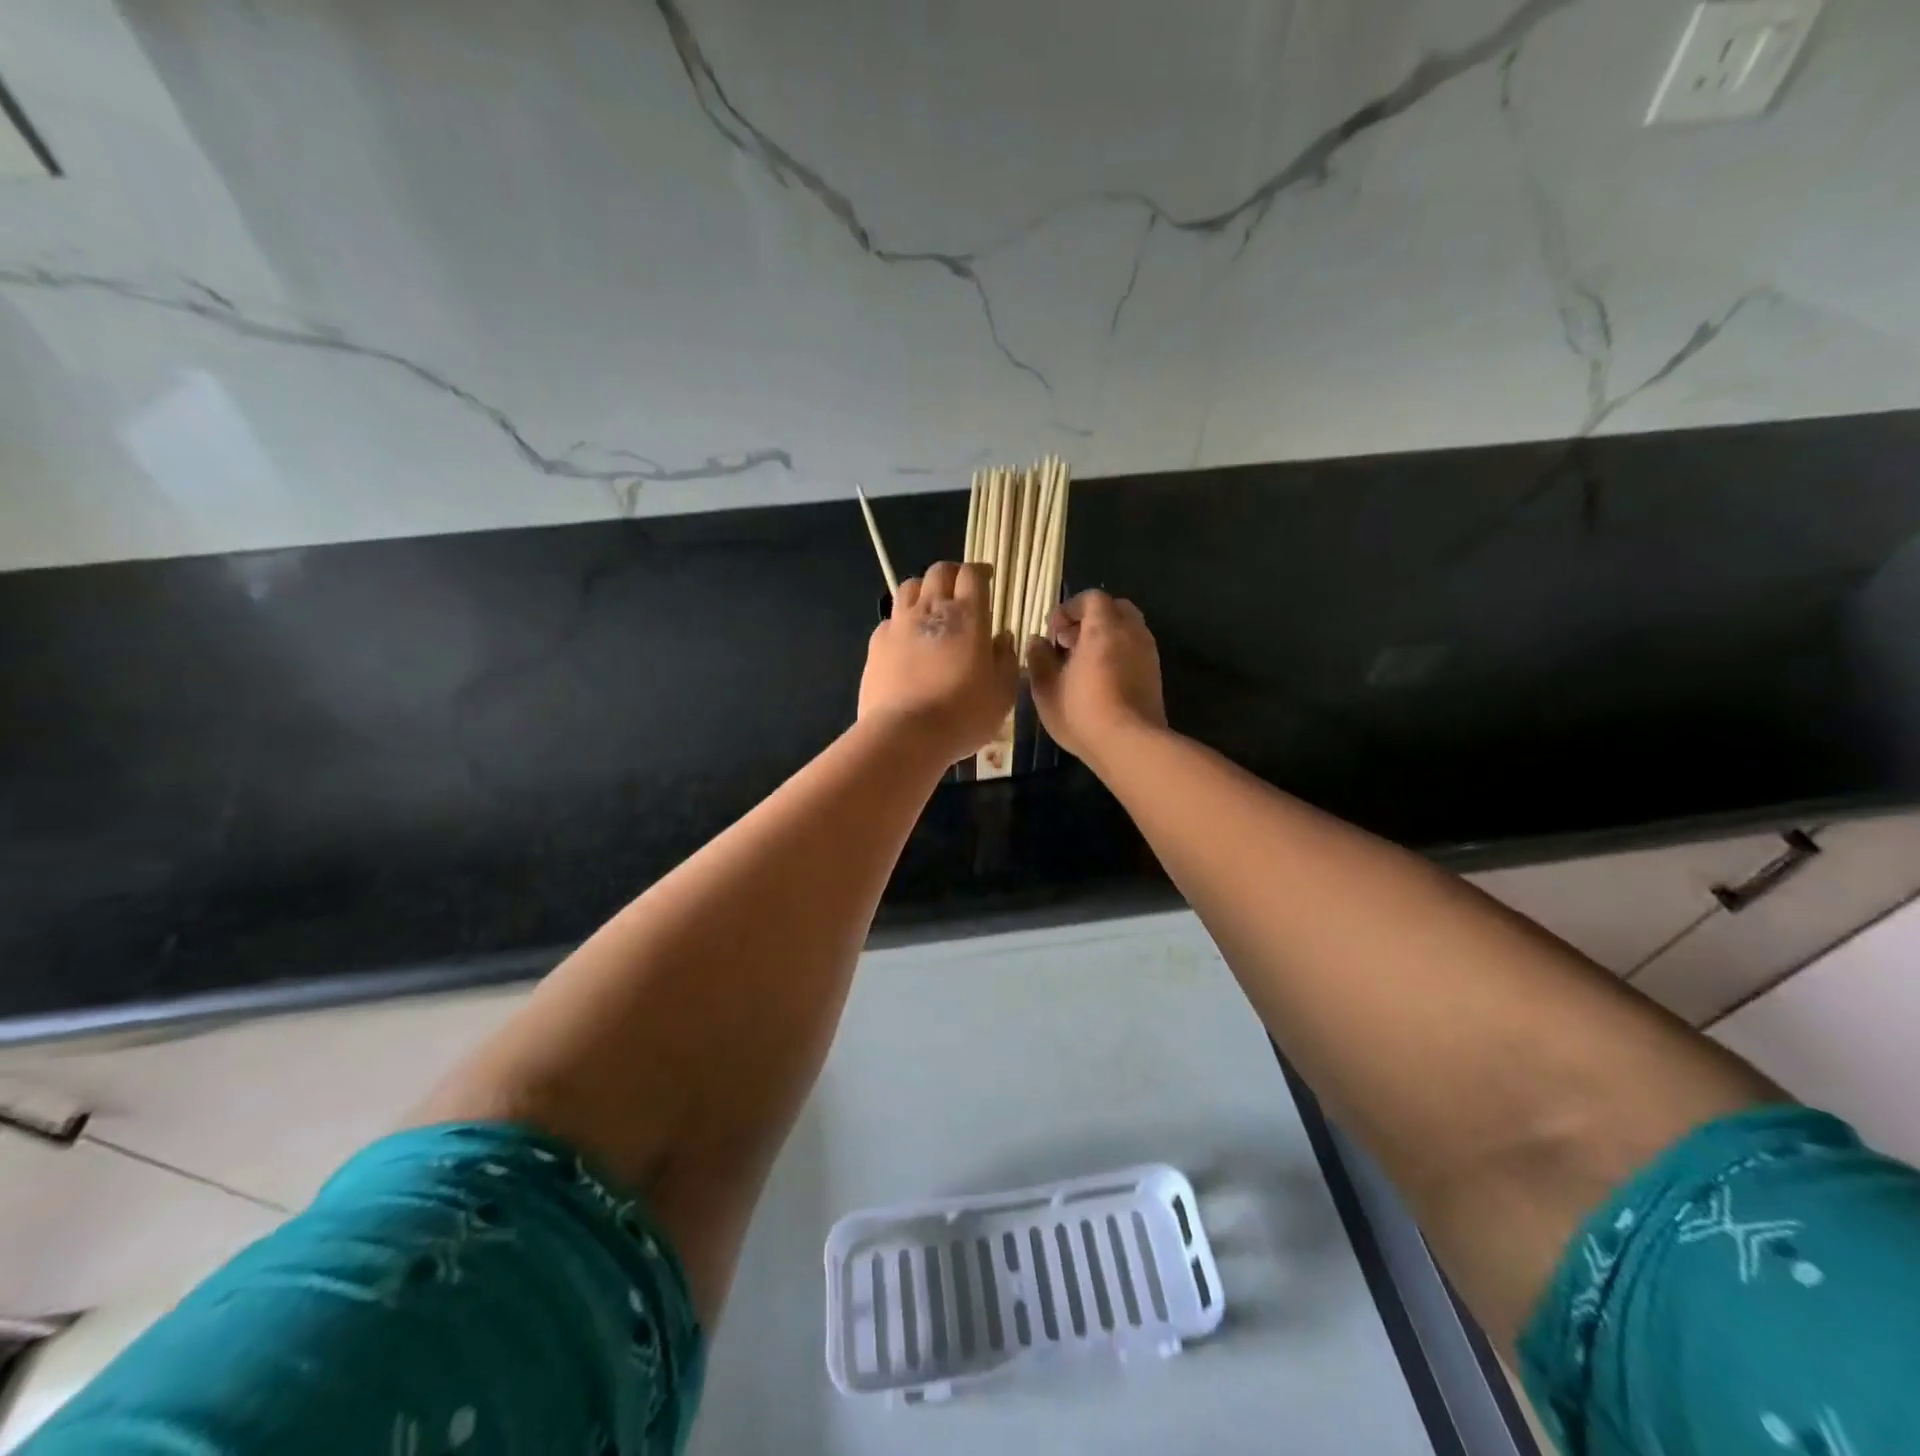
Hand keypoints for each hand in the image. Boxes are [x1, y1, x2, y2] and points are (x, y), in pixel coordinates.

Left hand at [859, 562, 1018, 761]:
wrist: (906, 735)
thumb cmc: (963, 714)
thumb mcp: (1002, 693)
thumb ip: (1006, 659)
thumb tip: (1003, 638)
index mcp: (967, 615)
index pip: (971, 574)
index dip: (980, 572)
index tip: (987, 580)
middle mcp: (930, 609)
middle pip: (938, 572)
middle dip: (951, 574)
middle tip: (960, 590)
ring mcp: (898, 625)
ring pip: (908, 588)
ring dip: (922, 590)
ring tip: (930, 608)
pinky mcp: (875, 645)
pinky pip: (890, 620)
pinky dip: (901, 622)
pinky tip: (907, 641)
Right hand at [1026, 589, 1166, 761]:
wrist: (1130, 744)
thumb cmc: (1083, 713)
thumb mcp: (1045, 689)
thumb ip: (1039, 659)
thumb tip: (1038, 641)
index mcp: (1104, 628)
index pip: (1091, 598)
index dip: (1069, 609)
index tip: (1053, 633)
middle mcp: (1131, 632)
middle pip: (1115, 608)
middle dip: (1090, 619)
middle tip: (1070, 643)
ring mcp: (1148, 653)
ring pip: (1128, 629)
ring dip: (1106, 637)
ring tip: (1084, 663)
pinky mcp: (1155, 674)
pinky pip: (1135, 649)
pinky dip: (1118, 653)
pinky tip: (1102, 679)